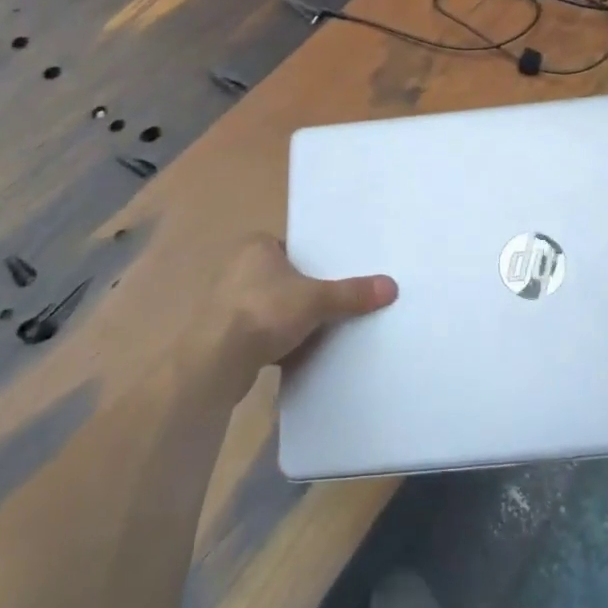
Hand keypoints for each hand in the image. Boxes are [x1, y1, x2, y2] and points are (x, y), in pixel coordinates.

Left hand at [208, 236, 396, 390]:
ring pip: (269, 306)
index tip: (335, 278)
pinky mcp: (222, 332)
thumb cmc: (264, 312)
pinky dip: (273, 340)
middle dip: (302, 293)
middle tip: (333, 304)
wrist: (216, 361)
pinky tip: (293, 353)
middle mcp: (236, 267)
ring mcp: (225, 301)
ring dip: (287, 319)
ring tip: (317, 330)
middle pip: (282, 277)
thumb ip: (351, 293)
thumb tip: (391, 286)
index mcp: (255, 246)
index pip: (292, 248)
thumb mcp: (316, 300)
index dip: (314, 263)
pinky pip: (257, 331)